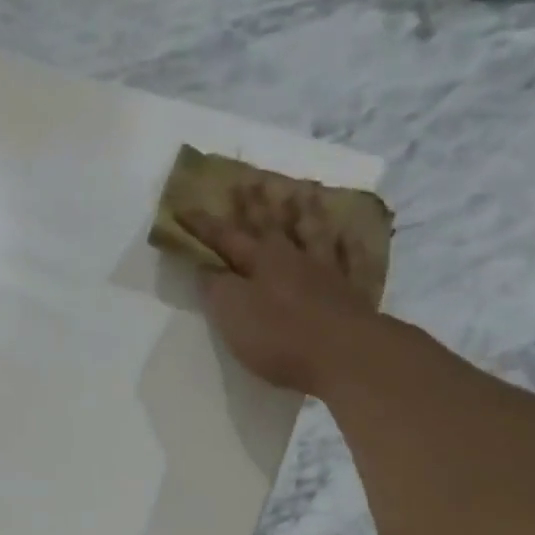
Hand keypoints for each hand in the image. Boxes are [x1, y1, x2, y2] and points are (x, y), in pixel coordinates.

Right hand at [180, 185, 385, 397]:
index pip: (226, 237)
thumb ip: (216, 288)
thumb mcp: (232, 313)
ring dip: (304, 213)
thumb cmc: (279, 336)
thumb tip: (204, 267)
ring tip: (301, 192)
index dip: (204, 225)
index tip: (183, 208)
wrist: (343, 354)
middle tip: (248, 180)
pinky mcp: (351, 292)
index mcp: (260, 262)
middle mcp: (293, 258)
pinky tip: (348, 234)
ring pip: (313, 233)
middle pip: (271, 225)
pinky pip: (350, 259)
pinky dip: (347, 245)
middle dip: (256, 205)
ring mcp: (326, 271)